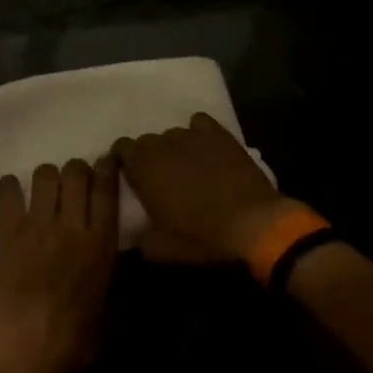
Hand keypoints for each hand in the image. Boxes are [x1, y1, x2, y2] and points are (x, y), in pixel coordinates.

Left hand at [0, 157, 119, 372]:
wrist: (25, 355)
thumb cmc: (75, 345)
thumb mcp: (110, 311)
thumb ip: (112, 275)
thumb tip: (112, 257)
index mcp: (101, 243)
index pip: (107, 188)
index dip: (108, 167)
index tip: (107, 161)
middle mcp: (71, 225)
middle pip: (76, 171)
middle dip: (77, 170)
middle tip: (74, 182)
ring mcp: (37, 226)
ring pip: (45, 174)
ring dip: (48, 177)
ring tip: (45, 191)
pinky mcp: (8, 233)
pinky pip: (10, 192)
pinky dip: (12, 187)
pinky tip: (15, 195)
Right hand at [113, 112, 307, 263]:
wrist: (252, 222)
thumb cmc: (201, 236)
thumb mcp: (162, 249)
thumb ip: (140, 236)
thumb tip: (135, 231)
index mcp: (142, 167)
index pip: (120, 148)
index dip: (125, 161)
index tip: (133, 177)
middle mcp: (162, 144)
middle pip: (146, 141)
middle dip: (150, 157)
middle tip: (162, 178)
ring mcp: (190, 135)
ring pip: (172, 134)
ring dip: (174, 148)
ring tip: (188, 167)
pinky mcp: (217, 133)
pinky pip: (199, 123)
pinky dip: (198, 133)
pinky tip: (206, 150)